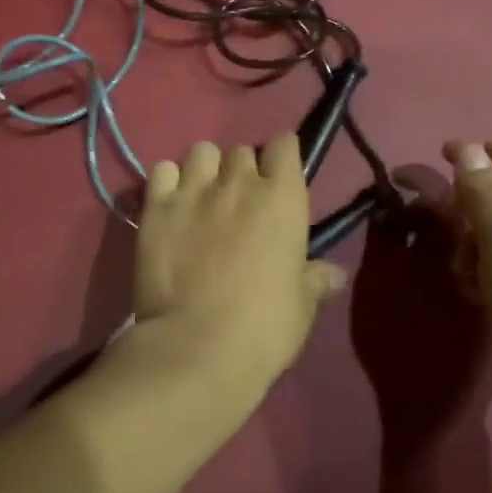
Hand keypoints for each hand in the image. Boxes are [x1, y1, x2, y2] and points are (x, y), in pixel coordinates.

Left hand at [134, 135, 345, 388]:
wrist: (196, 348)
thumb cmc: (263, 328)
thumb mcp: (301, 307)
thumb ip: (315, 279)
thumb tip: (335, 273)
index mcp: (282, 199)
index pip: (285, 144)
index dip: (282, 155)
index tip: (279, 174)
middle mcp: (239, 182)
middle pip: (241, 150)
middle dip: (243, 169)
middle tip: (240, 200)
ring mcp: (194, 191)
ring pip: (201, 151)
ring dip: (206, 168)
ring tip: (203, 196)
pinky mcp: (156, 207)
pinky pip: (161, 170)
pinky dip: (168, 181)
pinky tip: (171, 204)